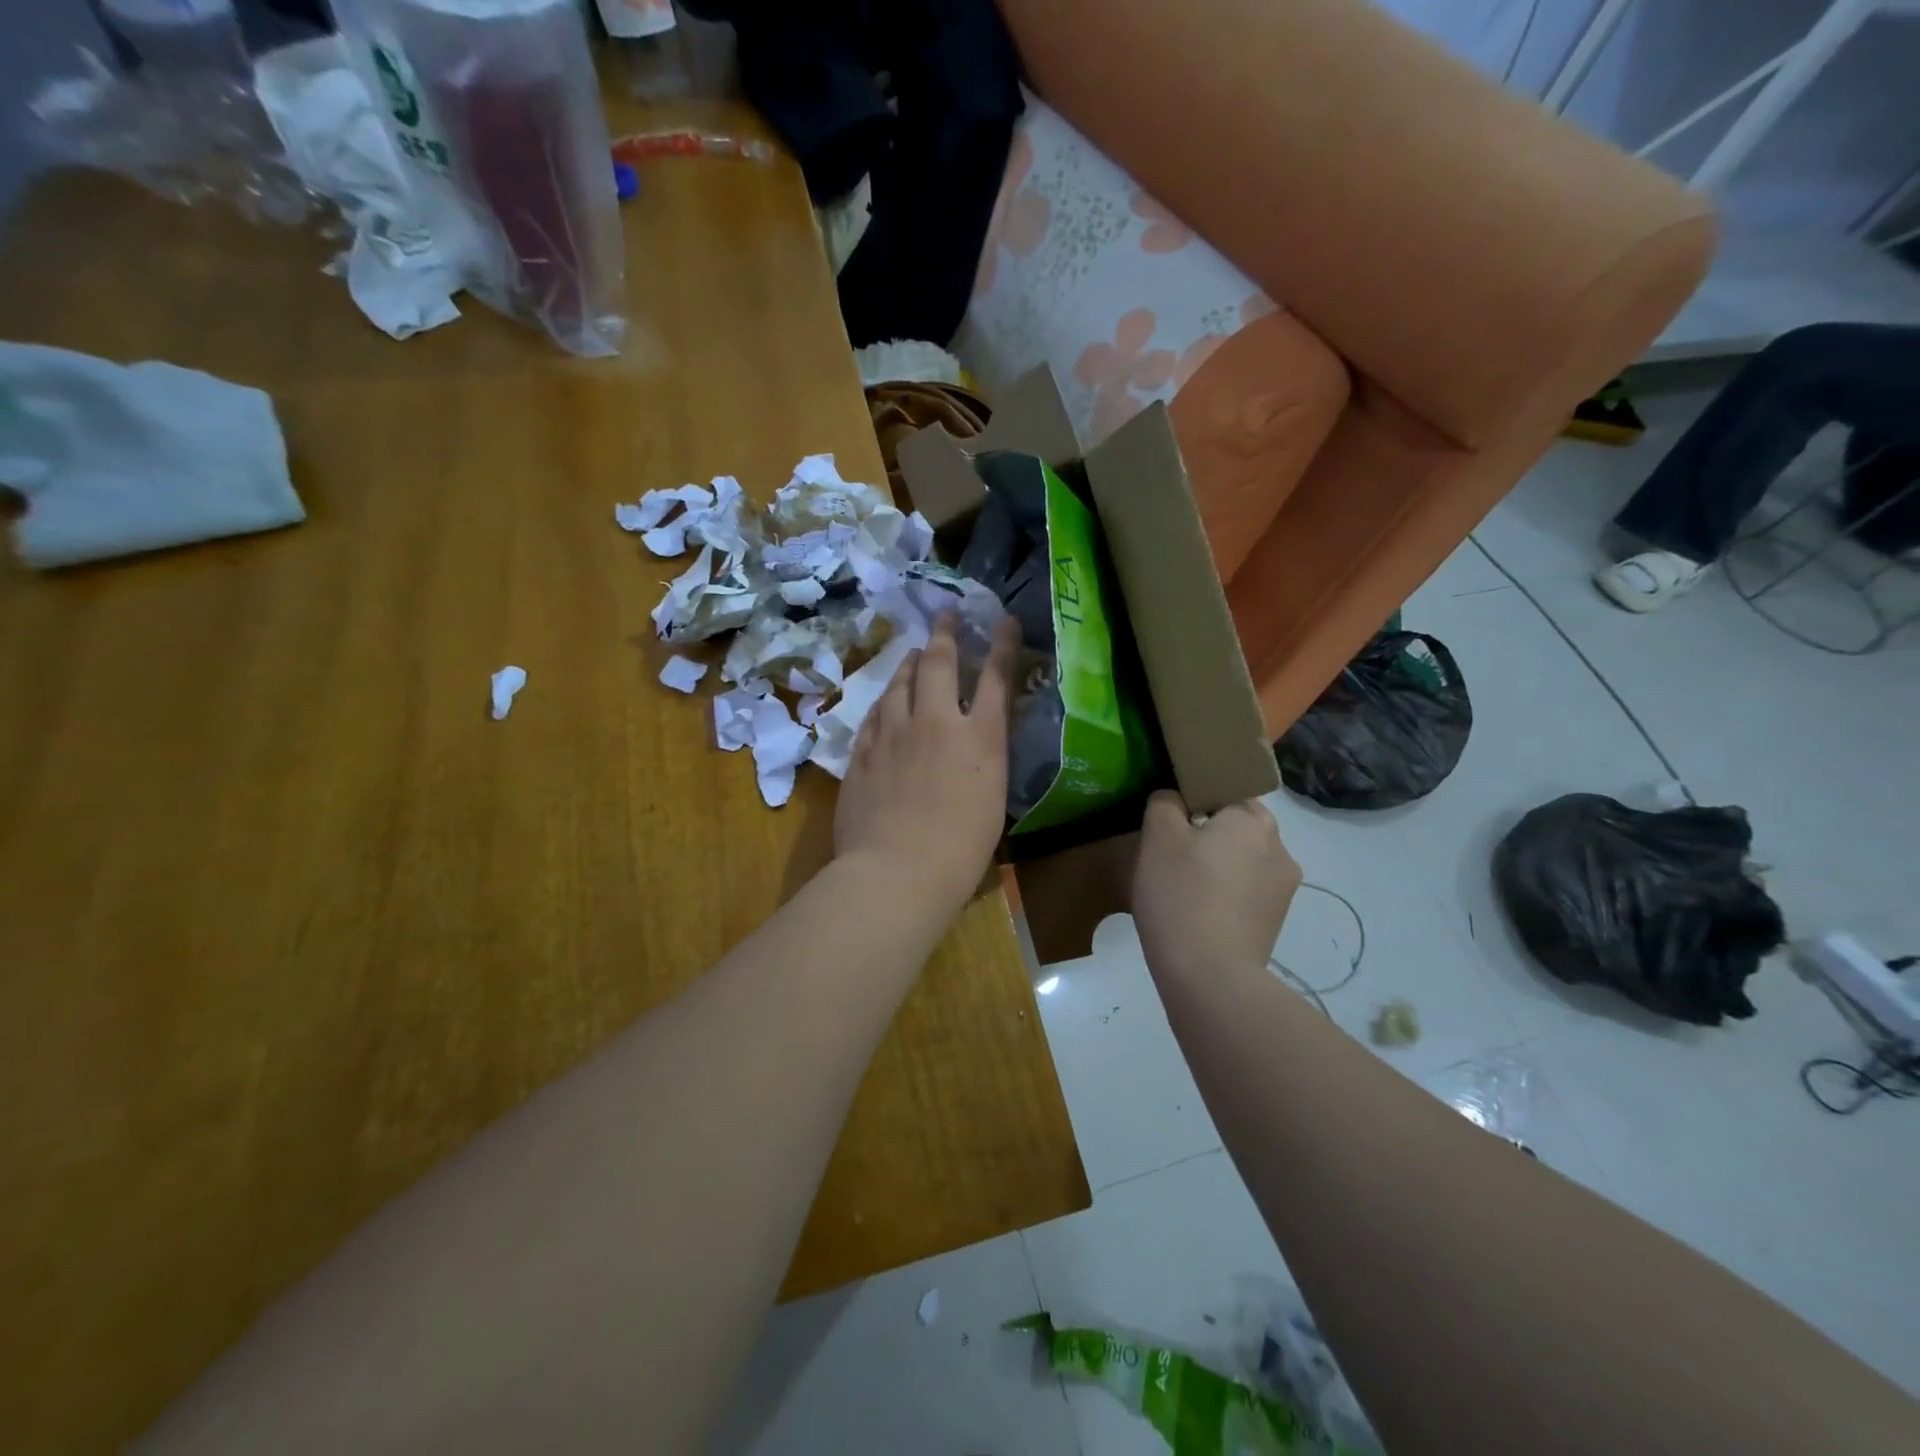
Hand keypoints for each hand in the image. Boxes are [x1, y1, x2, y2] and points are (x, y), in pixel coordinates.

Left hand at [834, 614, 1020, 912]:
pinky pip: (874, 712)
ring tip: (913, 651)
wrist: (896, 872)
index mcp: (980, 739)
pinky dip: (884, 699)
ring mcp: (894, 733)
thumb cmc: (960, 853)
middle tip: (946, 614)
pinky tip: (884, 698)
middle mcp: (937, 723)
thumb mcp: (991, 803)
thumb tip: (976, 747)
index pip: (997, 678)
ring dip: (909, 662)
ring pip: (900, 681)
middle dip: (945, 633)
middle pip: (940, 663)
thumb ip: (984, 763)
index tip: (1004, 621)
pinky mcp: (863, 750)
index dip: (1003, 645)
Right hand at [1132, 791, 1300, 976]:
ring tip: (1182, 887)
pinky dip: (1225, 893)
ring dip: (1217, 865)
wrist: (1209, 977)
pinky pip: (1246, 891)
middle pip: (1235, 826)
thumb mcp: (1158, 837)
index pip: (1224, 789)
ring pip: (1242, 859)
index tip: (1169, 820)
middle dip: (1206, 834)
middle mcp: (1281, 848)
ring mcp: (1284, 888)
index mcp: (1254, 819)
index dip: (1193, 799)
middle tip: (1169, 853)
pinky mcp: (1276, 921)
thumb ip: (1165, 803)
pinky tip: (1198, 911)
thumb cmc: (1181, 895)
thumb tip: (1175, 799)